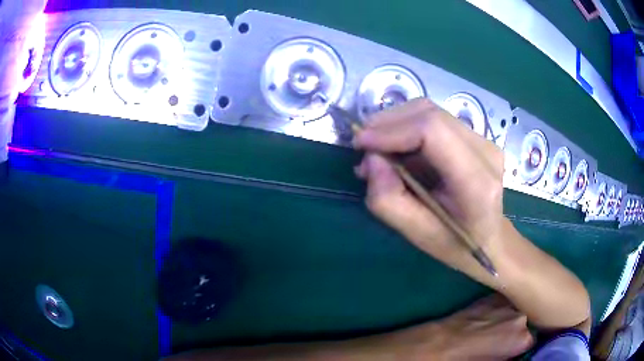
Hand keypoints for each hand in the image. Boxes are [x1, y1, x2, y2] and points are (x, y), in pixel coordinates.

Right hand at [353, 98, 508, 281]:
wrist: (491, 239)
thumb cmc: (456, 244)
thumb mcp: (417, 234)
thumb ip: (388, 200)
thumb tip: (370, 161)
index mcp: (476, 183)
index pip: (432, 131)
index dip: (391, 130)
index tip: (361, 144)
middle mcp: (486, 151)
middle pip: (429, 113)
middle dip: (388, 123)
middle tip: (363, 147)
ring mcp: (484, 140)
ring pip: (430, 111)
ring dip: (395, 124)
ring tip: (377, 150)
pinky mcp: (476, 136)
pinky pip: (435, 120)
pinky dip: (407, 128)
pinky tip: (397, 150)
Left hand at [379, 294, 533, 359]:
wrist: (439, 343)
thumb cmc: (466, 360)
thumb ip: (509, 358)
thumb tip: (515, 354)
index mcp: (523, 338)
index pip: (533, 341)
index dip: (523, 347)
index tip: (516, 350)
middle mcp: (521, 317)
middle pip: (527, 324)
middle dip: (519, 332)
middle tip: (504, 342)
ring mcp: (508, 303)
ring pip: (518, 311)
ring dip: (512, 319)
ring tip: (497, 330)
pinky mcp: (493, 296)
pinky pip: (506, 302)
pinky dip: (503, 310)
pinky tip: (492, 317)